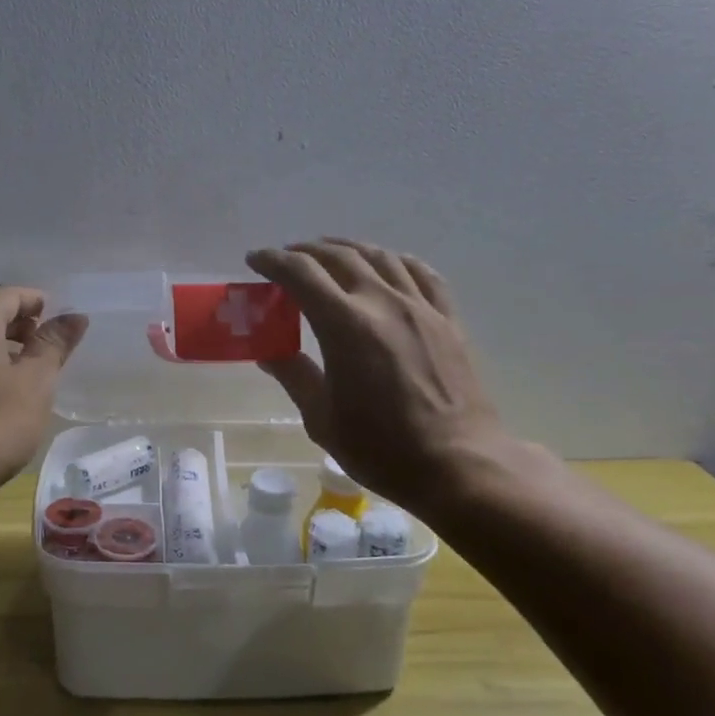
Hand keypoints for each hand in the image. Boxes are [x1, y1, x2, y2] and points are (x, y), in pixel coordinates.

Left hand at [0, 286, 87, 501]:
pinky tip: (2, 398)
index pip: (8, 294)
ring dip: (5, 349)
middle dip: (23, 326)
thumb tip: (74, 316)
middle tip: (51, 350)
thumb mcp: (35, 383)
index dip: (38, 301)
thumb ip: (54, 345)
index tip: (62, 324)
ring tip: (31, 376)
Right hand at [246, 239, 550, 517]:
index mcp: (345, 325)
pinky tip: (387, 265)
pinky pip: (422, 273)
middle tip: (286, 259)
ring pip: (380, 257)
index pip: (301, 274)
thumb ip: (295, 375)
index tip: (255, 260)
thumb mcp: (322, 418)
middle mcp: (382, 302)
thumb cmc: (382, 448)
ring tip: (330, 254)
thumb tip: (268, 352)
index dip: (273, 261)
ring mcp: (421, 307)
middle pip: (339, 257)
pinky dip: (396, 261)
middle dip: (306, 252)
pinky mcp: (448, 319)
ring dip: (348, 249)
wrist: (459, 466)